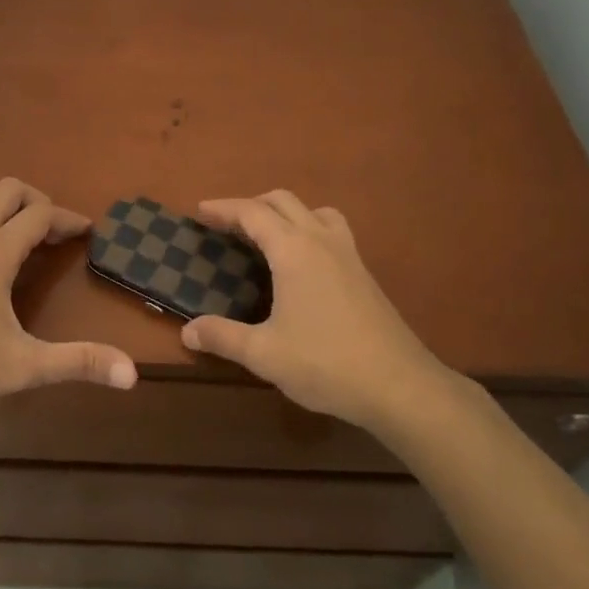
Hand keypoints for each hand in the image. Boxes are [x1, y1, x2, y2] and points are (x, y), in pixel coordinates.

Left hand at [0, 177, 137, 416]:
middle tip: (53, 232)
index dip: (68, 219)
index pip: (41, 214)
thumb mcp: (24, 366)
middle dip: (37, 201)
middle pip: (9, 189)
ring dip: (0, 197)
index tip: (87, 232)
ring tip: (16, 225)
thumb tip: (132, 374)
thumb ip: (77, 363)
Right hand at [180, 190, 456, 433]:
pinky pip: (331, 230)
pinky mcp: (364, 273)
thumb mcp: (265, 354)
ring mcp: (348, 254)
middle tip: (227, 225)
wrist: (400, 386)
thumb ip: (223, 337)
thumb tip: (188, 331)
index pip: (252, 213)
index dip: (223, 208)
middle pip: (283, 201)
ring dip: (286, 213)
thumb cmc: (326, 363)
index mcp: (294, 250)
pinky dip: (308, 229)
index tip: (200, 211)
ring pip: (314, 211)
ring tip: (267, 236)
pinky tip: (302, 265)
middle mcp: (321, 240)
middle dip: (251, 205)